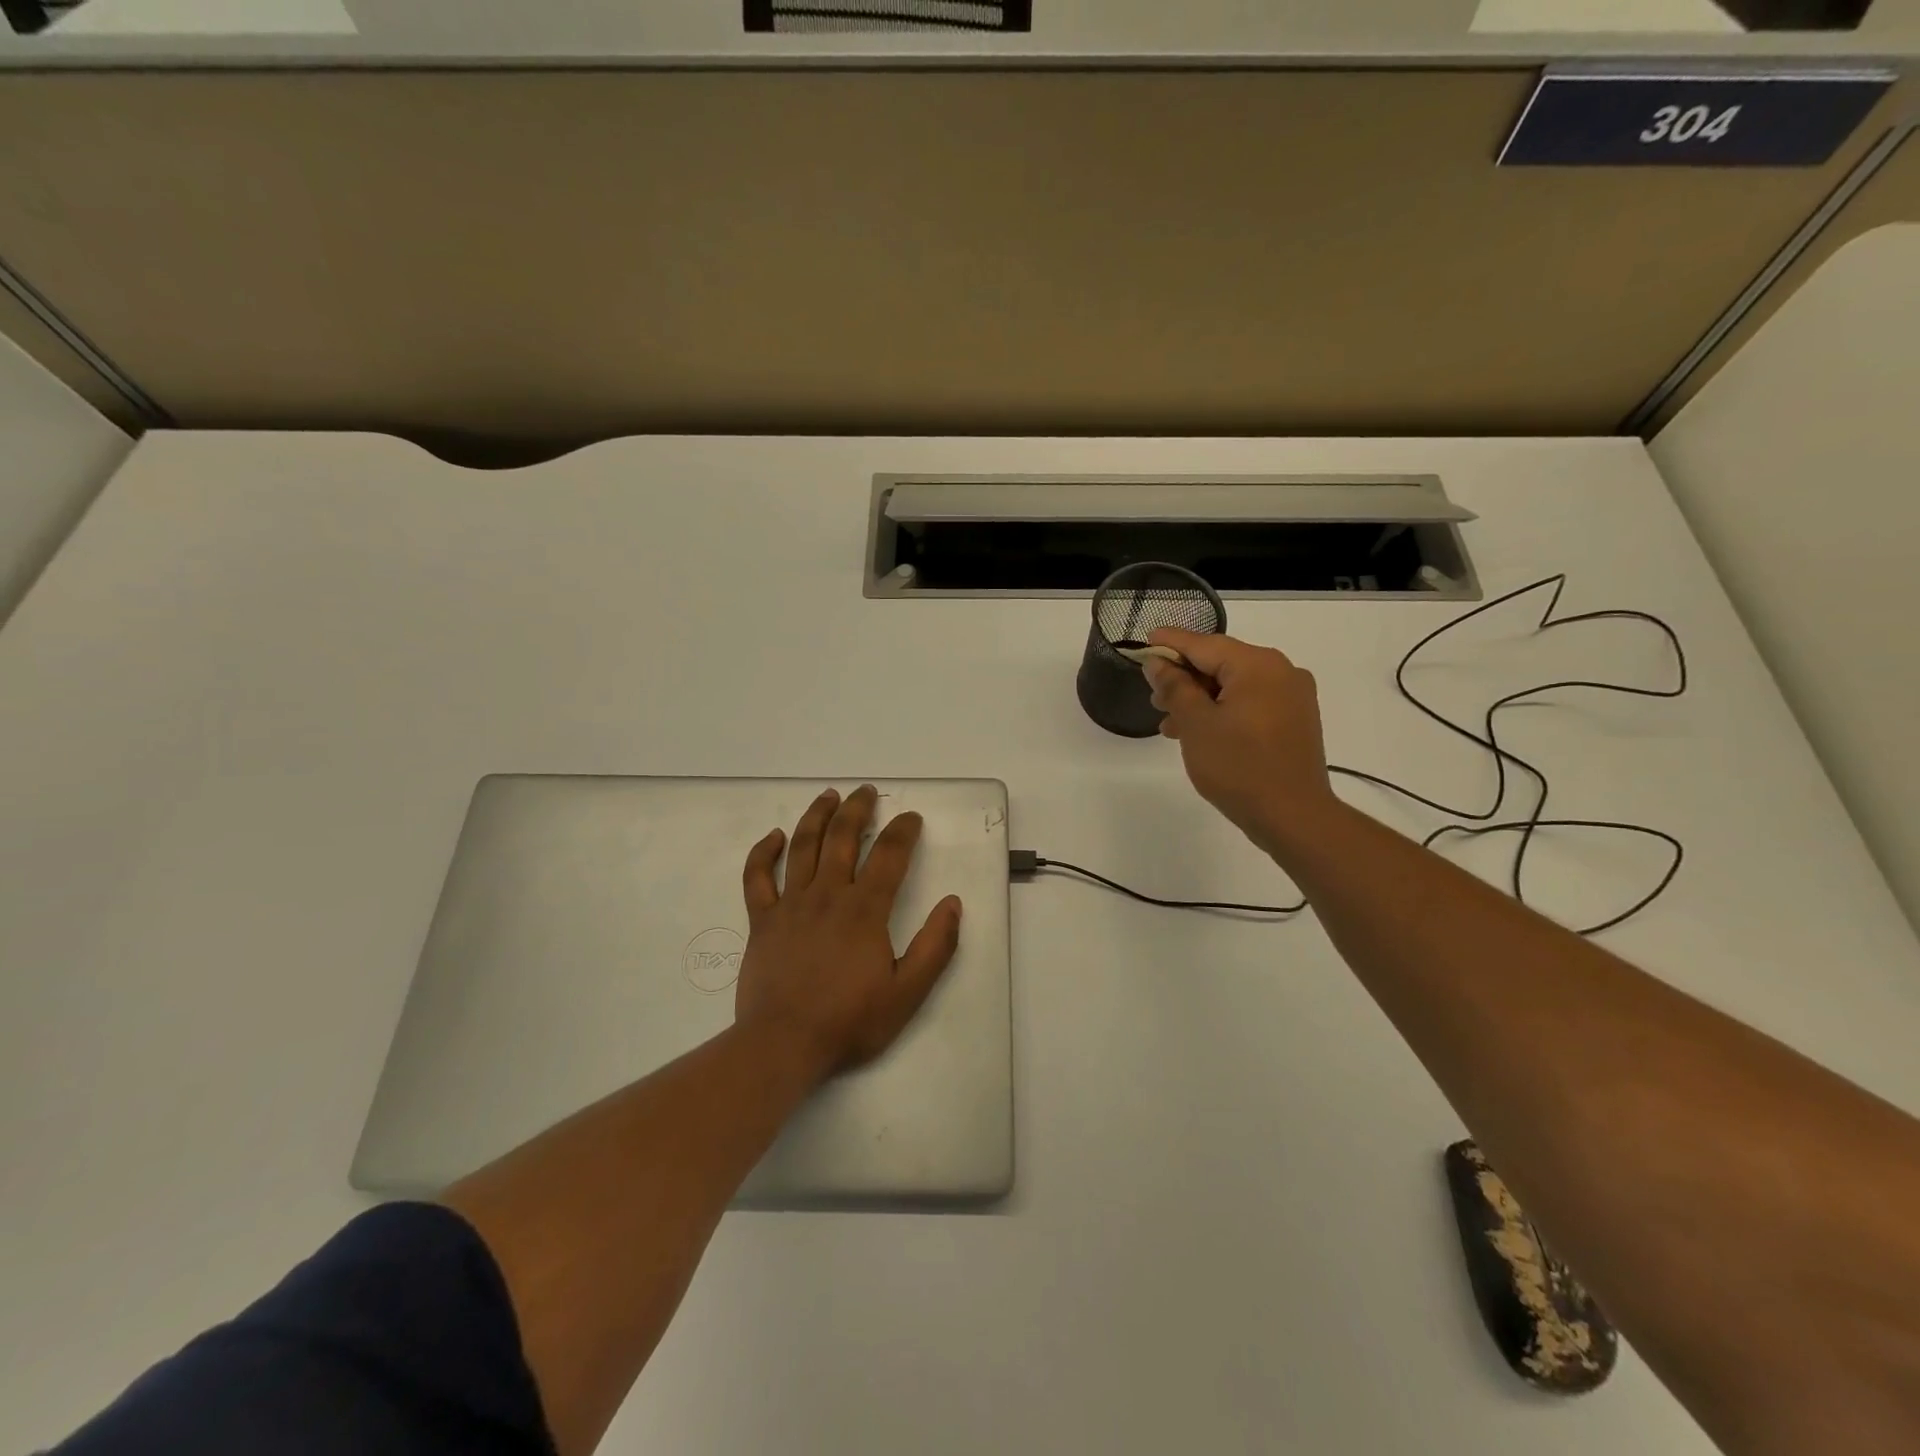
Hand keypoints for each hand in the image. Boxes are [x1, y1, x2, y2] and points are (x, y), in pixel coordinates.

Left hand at [735, 785, 963, 1079]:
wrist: (783, 1044)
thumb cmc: (849, 1021)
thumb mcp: (908, 993)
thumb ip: (936, 946)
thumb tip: (953, 904)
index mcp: (865, 909)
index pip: (889, 855)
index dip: (903, 830)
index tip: (912, 818)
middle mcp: (827, 895)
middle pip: (843, 837)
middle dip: (858, 809)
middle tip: (866, 792)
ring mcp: (790, 904)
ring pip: (803, 846)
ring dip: (817, 816)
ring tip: (829, 796)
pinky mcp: (762, 920)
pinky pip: (757, 877)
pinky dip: (763, 852)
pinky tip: (773, 837)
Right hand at [1143, 630, 1338, 856]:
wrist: (1293, 816)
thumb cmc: (1238, 766)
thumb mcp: (1196, 723)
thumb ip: (1174, 687)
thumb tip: (1158, 663)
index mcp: (1257, 665)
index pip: (1204, 644)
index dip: (1171, 643)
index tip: (1145, 641)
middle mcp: (1281, 671)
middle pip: (1221, 663)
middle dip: (1184, 678)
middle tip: (1153, 697)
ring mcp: (1292, 697)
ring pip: (1235, 686)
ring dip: (1200, 700)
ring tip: (1170, 723)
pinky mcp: (1295, 721)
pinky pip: (1251, 704)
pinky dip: (1223, 712)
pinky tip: (1199, 733)